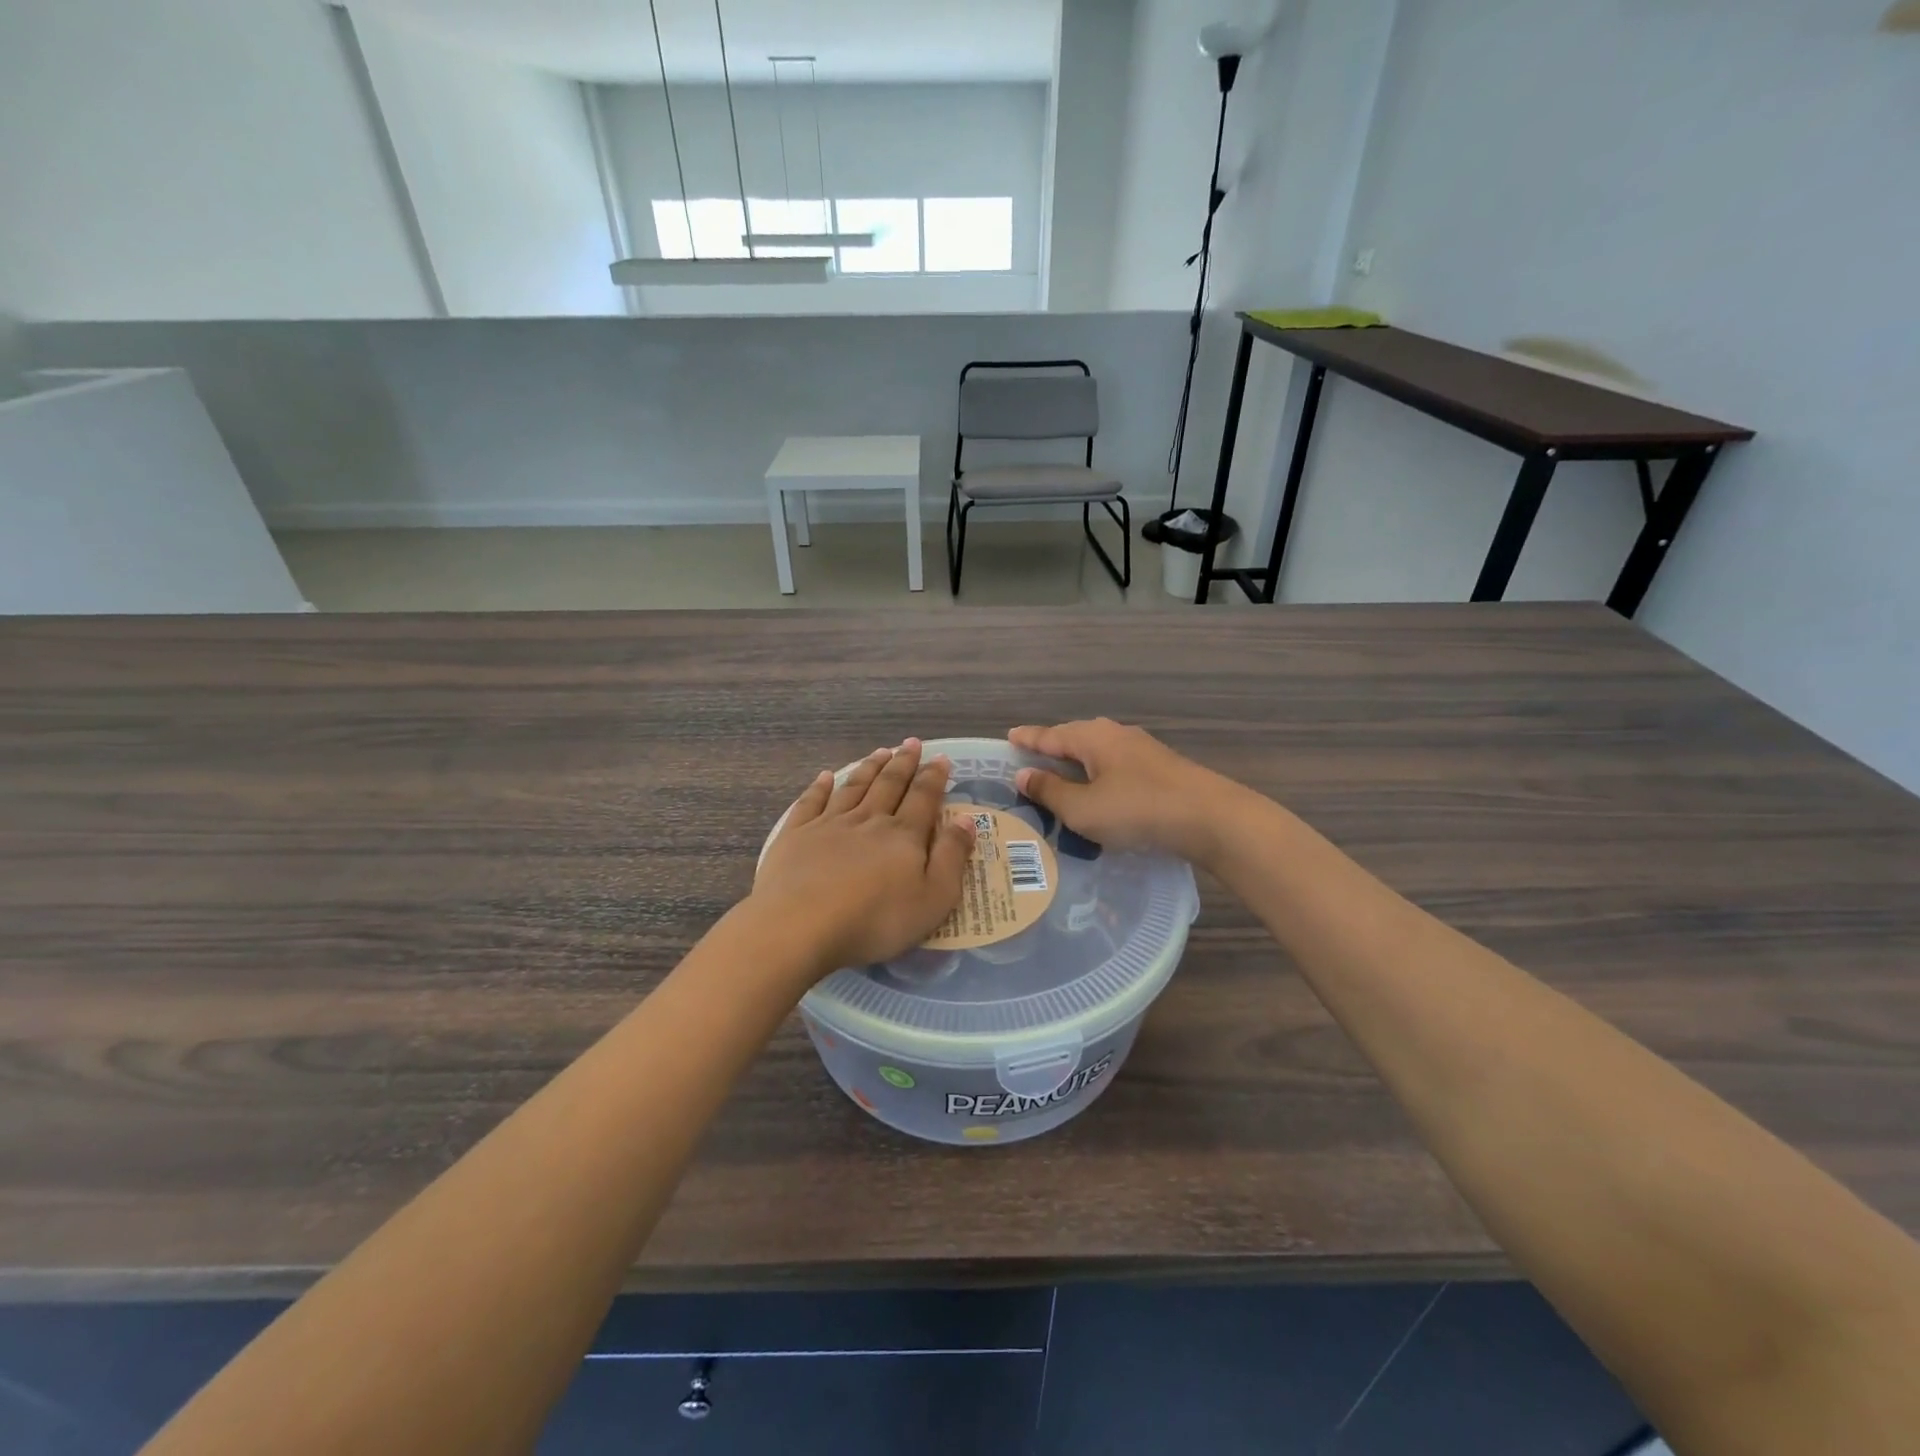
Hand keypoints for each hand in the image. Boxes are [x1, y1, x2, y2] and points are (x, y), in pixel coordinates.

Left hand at [752, 739, 975, 978]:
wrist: (801, 926)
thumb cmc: (875, 920)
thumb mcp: (933, 898)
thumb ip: (952, 857)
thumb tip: (966, 819)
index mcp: (903, 835)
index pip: (923, 798)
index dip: (934, 777)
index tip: (941, 758)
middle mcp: (868, 820)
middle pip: (889, 785)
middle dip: (903, 763)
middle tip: (911, 743)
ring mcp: (829, 824)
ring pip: (854, 787)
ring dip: (869, 768)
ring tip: (880, 751)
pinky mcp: (796, 835)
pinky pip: (811, 802)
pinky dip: (819, 787)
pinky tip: (825, 776)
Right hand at [1008, 719, 1241, 864]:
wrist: (1210, 818)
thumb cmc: (1137, 810)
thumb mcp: (1083, 808)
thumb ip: (1051, 791)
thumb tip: (1024, 774)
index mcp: (1092, 738)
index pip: (1050, 735)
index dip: (1028, 739)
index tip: (1009, 736)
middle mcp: (1115, 735)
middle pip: (1074, 738)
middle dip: (1052, 749)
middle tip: (1030, 761)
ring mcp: (1141, 750)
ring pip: (1097, 753)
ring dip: (1076, 764)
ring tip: (1060, 778)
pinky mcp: (1160, 769)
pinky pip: (1115, 766)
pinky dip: (1098, 776)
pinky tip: (1099, 791)